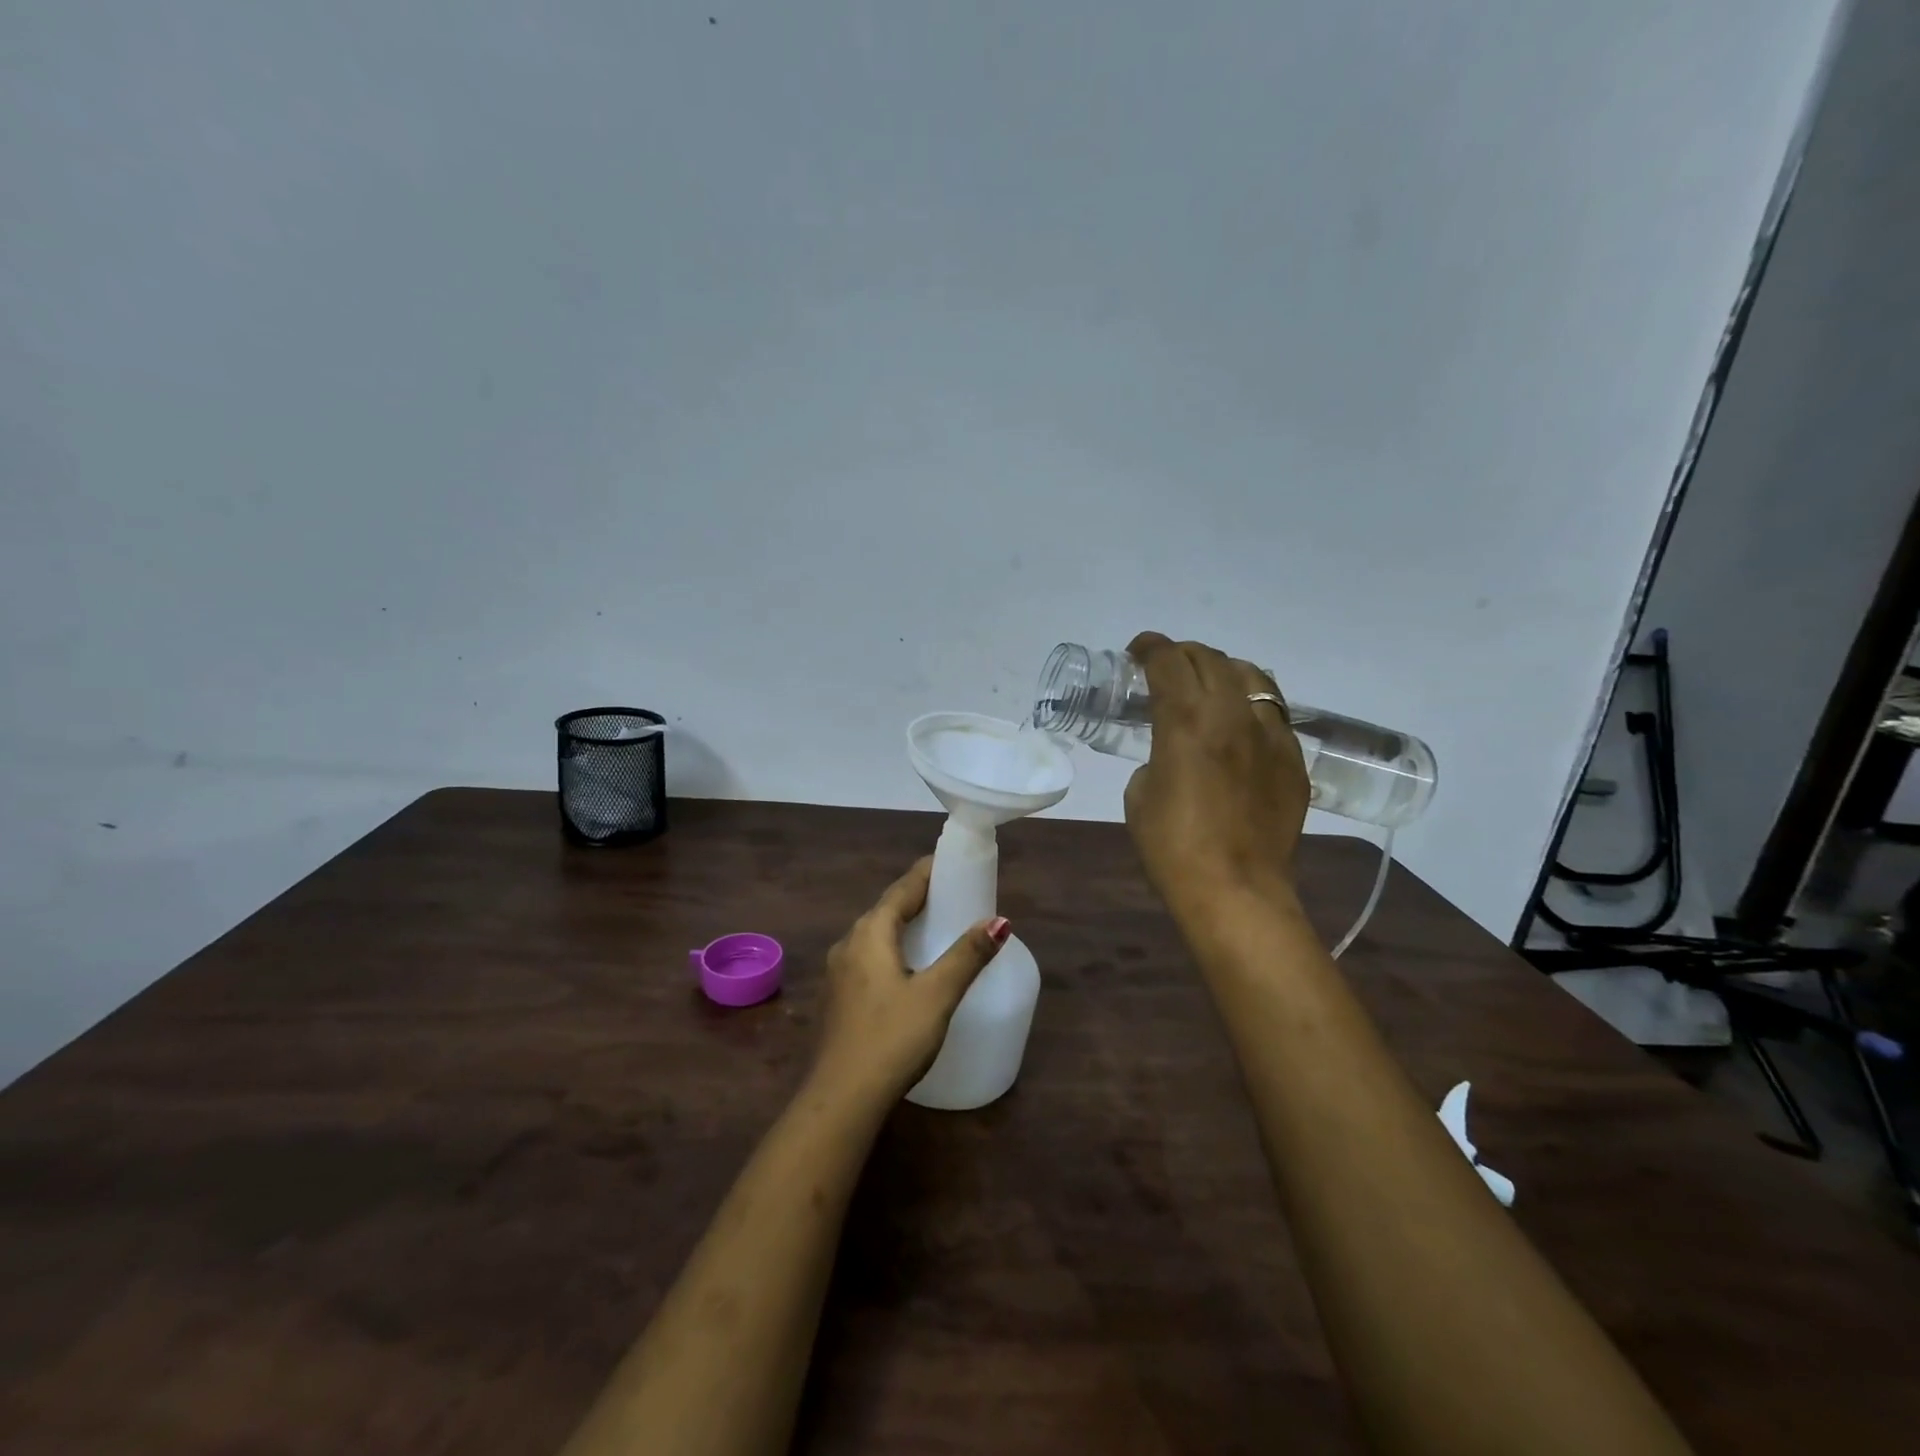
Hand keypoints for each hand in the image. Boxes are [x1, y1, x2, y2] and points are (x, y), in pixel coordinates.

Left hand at [813, 858, 1010, 1101]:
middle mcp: (848, 944)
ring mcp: (837, 973)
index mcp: (870, 933)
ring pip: (875, 936)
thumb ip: (967, 955)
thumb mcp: (937, 995)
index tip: (951, 862)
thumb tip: (999, 921)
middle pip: (886, 909)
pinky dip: (892, 950)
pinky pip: (868, 958)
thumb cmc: (891, 1038)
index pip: (902, 889)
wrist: (840, 1100)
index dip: (927, 873)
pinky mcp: (837, 999)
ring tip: (934, 927)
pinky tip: (907, 969)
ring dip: (903, 926)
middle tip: (951, 895)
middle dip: (917, 898)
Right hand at [1122, 632, 1311, 918]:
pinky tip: (1240, 726)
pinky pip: (1273, 714)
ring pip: (1251, 676)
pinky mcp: (1293, 759)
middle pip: (1210, 658)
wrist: (1235, 890)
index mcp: (1186, 720)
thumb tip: (1172, 752)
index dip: (1149, 647)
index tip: (1137, 651)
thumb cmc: (1172, 847)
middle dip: (1183, 654)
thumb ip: (1156, 757)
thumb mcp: (1140, 794)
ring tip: (1209, 684)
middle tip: (1166, 667)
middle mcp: (1231, 714)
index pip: (1167, 660)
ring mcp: (1270, 734)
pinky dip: (1250, 706)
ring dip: (1222, 670)